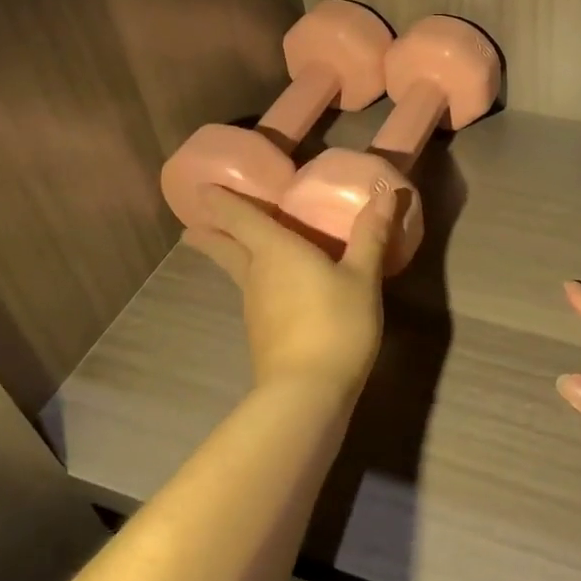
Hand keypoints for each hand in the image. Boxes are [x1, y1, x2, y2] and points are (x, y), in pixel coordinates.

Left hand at [184, 184, 396, 399]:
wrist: (307, 392)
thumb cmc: (335, 323)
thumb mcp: (363, 277)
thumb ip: (371, 235)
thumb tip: (386, 191)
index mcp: (275, 250)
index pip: (239, 217)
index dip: (220, 201)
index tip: (201, 189)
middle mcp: (257, 274)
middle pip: (226, 248)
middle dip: (210, 234)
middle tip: (194, 225)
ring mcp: (255, 307)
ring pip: (239, 272)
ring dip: (232, 257)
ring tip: (237, 247)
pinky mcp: (262, 333)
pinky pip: (255, 294)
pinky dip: (256, 281)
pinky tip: (273, 288)